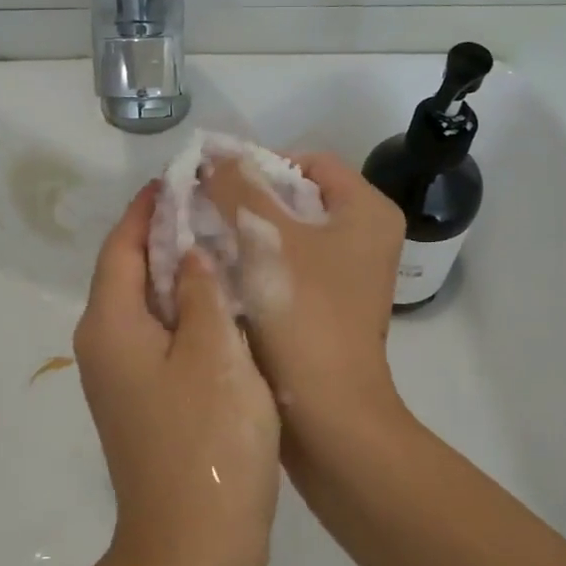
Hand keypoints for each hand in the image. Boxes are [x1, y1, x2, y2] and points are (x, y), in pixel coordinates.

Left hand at [74, 186, 280, 565]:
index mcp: (110, 325)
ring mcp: (124, 381)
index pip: (121, 245)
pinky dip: (189, 313)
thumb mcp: (214, 352)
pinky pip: (164, 340)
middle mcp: (105, 347)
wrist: (194, 552)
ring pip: (150, 307)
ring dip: (182, 273)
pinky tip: (228, 307)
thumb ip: (200, 290)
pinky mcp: (147, 406)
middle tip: (219, 206)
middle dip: (169, 235)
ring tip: (229, 244)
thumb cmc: (207, 442)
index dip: (150, 208)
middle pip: (131, 272)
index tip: (183, 177)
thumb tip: (189, 252)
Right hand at [204, 153, 407, 448]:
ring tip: (202, 239)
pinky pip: (288, 268)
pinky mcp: (329, 305)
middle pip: (297, 198)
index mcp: (366, 211)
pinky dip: (255, 265)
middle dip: (246, 201)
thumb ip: (238, 187)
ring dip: (246, 234)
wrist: (327, 412)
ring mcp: (349, 275)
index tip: (214, 181)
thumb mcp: (265, 238)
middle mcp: (365, 237)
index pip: (308, 162)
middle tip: (200, 209)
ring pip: (288, 235)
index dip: (259, 164)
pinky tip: (219, 273)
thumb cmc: (302, 315)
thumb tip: (213, 153)